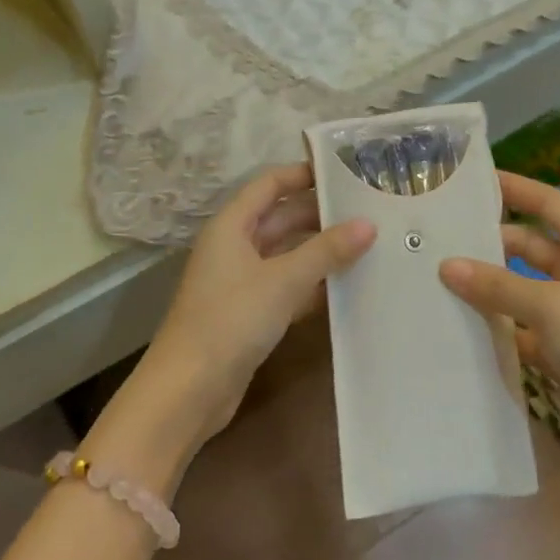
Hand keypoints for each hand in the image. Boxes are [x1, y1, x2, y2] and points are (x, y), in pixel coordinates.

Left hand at [143, 163, 375, 445]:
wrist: (189, 389)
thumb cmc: (231, 320)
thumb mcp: (282, 280)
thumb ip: (326, 251)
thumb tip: (368, 224)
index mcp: (231, 226)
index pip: (270, 184)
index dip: (303, 174)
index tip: (345, 171)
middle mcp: (234, 247)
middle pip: (281, 219)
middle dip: (321, 215)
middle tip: (370, 210)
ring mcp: (241, 282)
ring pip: (287, 255)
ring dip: (321, 251)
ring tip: (369, 244)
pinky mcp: (250, 313)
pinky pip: (287, 287)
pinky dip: (313, 285)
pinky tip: (347, 287)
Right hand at [439, 171, 559, 459]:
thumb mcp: (550, 306)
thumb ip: (496, 285)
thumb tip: (446, 265)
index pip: (549, 204)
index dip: (516, 188)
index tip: (474, 181)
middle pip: (530, 247)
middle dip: (491, 244)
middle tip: (440, 241)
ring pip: (522, 289)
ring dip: (489, 287)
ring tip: (438, 280)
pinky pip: (522, 327)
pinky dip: (498, 326)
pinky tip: (460, 325)